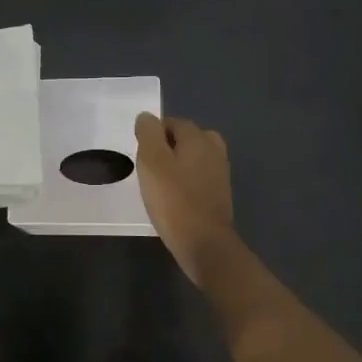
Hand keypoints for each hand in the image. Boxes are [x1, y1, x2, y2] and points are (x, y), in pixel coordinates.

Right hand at [134, 112, 236, 279]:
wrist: (204, 243)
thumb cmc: (174, 200)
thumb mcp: (152, 161)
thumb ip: (148, 133)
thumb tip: (147, 117)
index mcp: (198, 137)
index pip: (172, 123)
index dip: (153, 136)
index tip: (141, 157)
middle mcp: (214, 149)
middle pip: (184, 139)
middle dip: (166, 149)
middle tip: (149, 170)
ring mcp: (220, 172)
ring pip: (192, 158)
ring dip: (176, 166)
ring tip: (159, 185)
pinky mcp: (220, 194)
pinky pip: (198, 177)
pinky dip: (185, 182)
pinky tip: (173, 199)